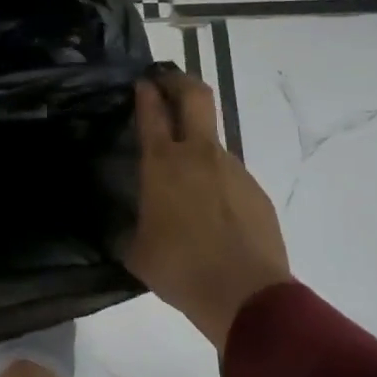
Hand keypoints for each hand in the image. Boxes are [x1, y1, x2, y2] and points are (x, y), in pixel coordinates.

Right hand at [125, 68, 292, 351]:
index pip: (152, 111)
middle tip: (167, 82)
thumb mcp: (137, 250)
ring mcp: (233, 169)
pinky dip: (216, 181)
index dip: (146, 92)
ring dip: (197, 144)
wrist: (246, 295)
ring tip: (186, 179)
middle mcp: (198, 155)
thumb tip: (121, 225)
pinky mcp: (255, 190)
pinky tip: (211, 213)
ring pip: (212, 140)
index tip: (142, 82)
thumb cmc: (180, 269)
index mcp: (163, 164)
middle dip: (179, 81)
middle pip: (195, 96)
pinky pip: (230, 175)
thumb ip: (128, 227)